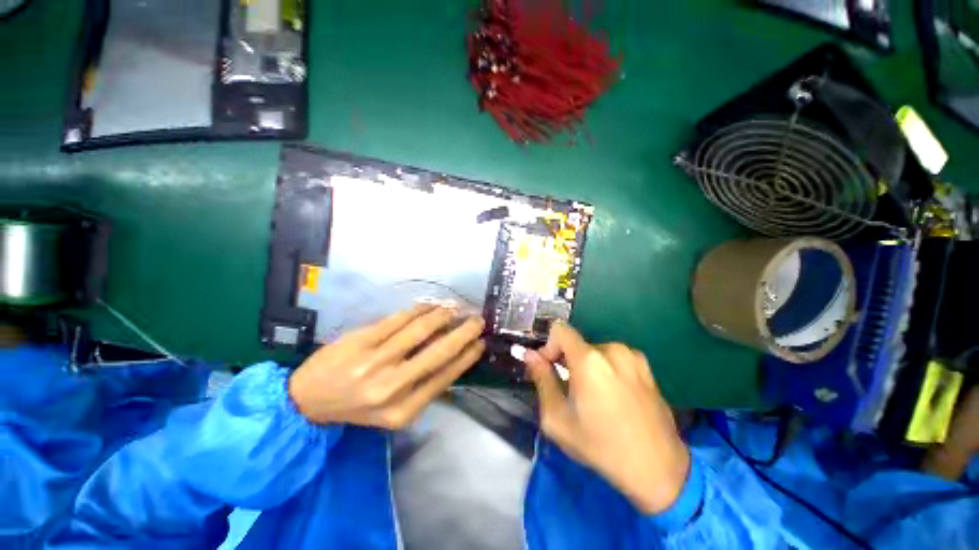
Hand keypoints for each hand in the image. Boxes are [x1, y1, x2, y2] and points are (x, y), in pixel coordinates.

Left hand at [288, 304, 484, 428]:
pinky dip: (420, 309)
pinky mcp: (361, 340)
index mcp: (403, 410)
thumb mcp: (394, 411)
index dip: (467, 356)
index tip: (481, 342)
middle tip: (478, 320)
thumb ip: (424, 387)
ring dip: (443, 314)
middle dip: (464, 332)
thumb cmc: (357, 406)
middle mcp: (392, 387)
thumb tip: (455, 355)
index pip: (446, 376)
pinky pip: (399, 319)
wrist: (308, 400)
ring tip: (454, 308)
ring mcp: (375, 361)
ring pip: (421, 329)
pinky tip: (430, 305)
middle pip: (439, 351)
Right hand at [523, 324, 689, 514]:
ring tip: (594, 397)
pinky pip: (615, 359)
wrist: (658, 470)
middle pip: (577, 344)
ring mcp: (633, 357)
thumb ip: (541, 380)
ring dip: (587, 367)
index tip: (550, 369)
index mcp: (589, 360)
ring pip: (596, 352)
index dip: (549, 346)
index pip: (560, 330)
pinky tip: (614, 397)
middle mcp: (612, 350)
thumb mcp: (558, 419)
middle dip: (567, 361)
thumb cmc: (601, 446)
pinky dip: (606, 370)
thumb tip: (530, 355)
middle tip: (570, 390)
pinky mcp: (647, 368)